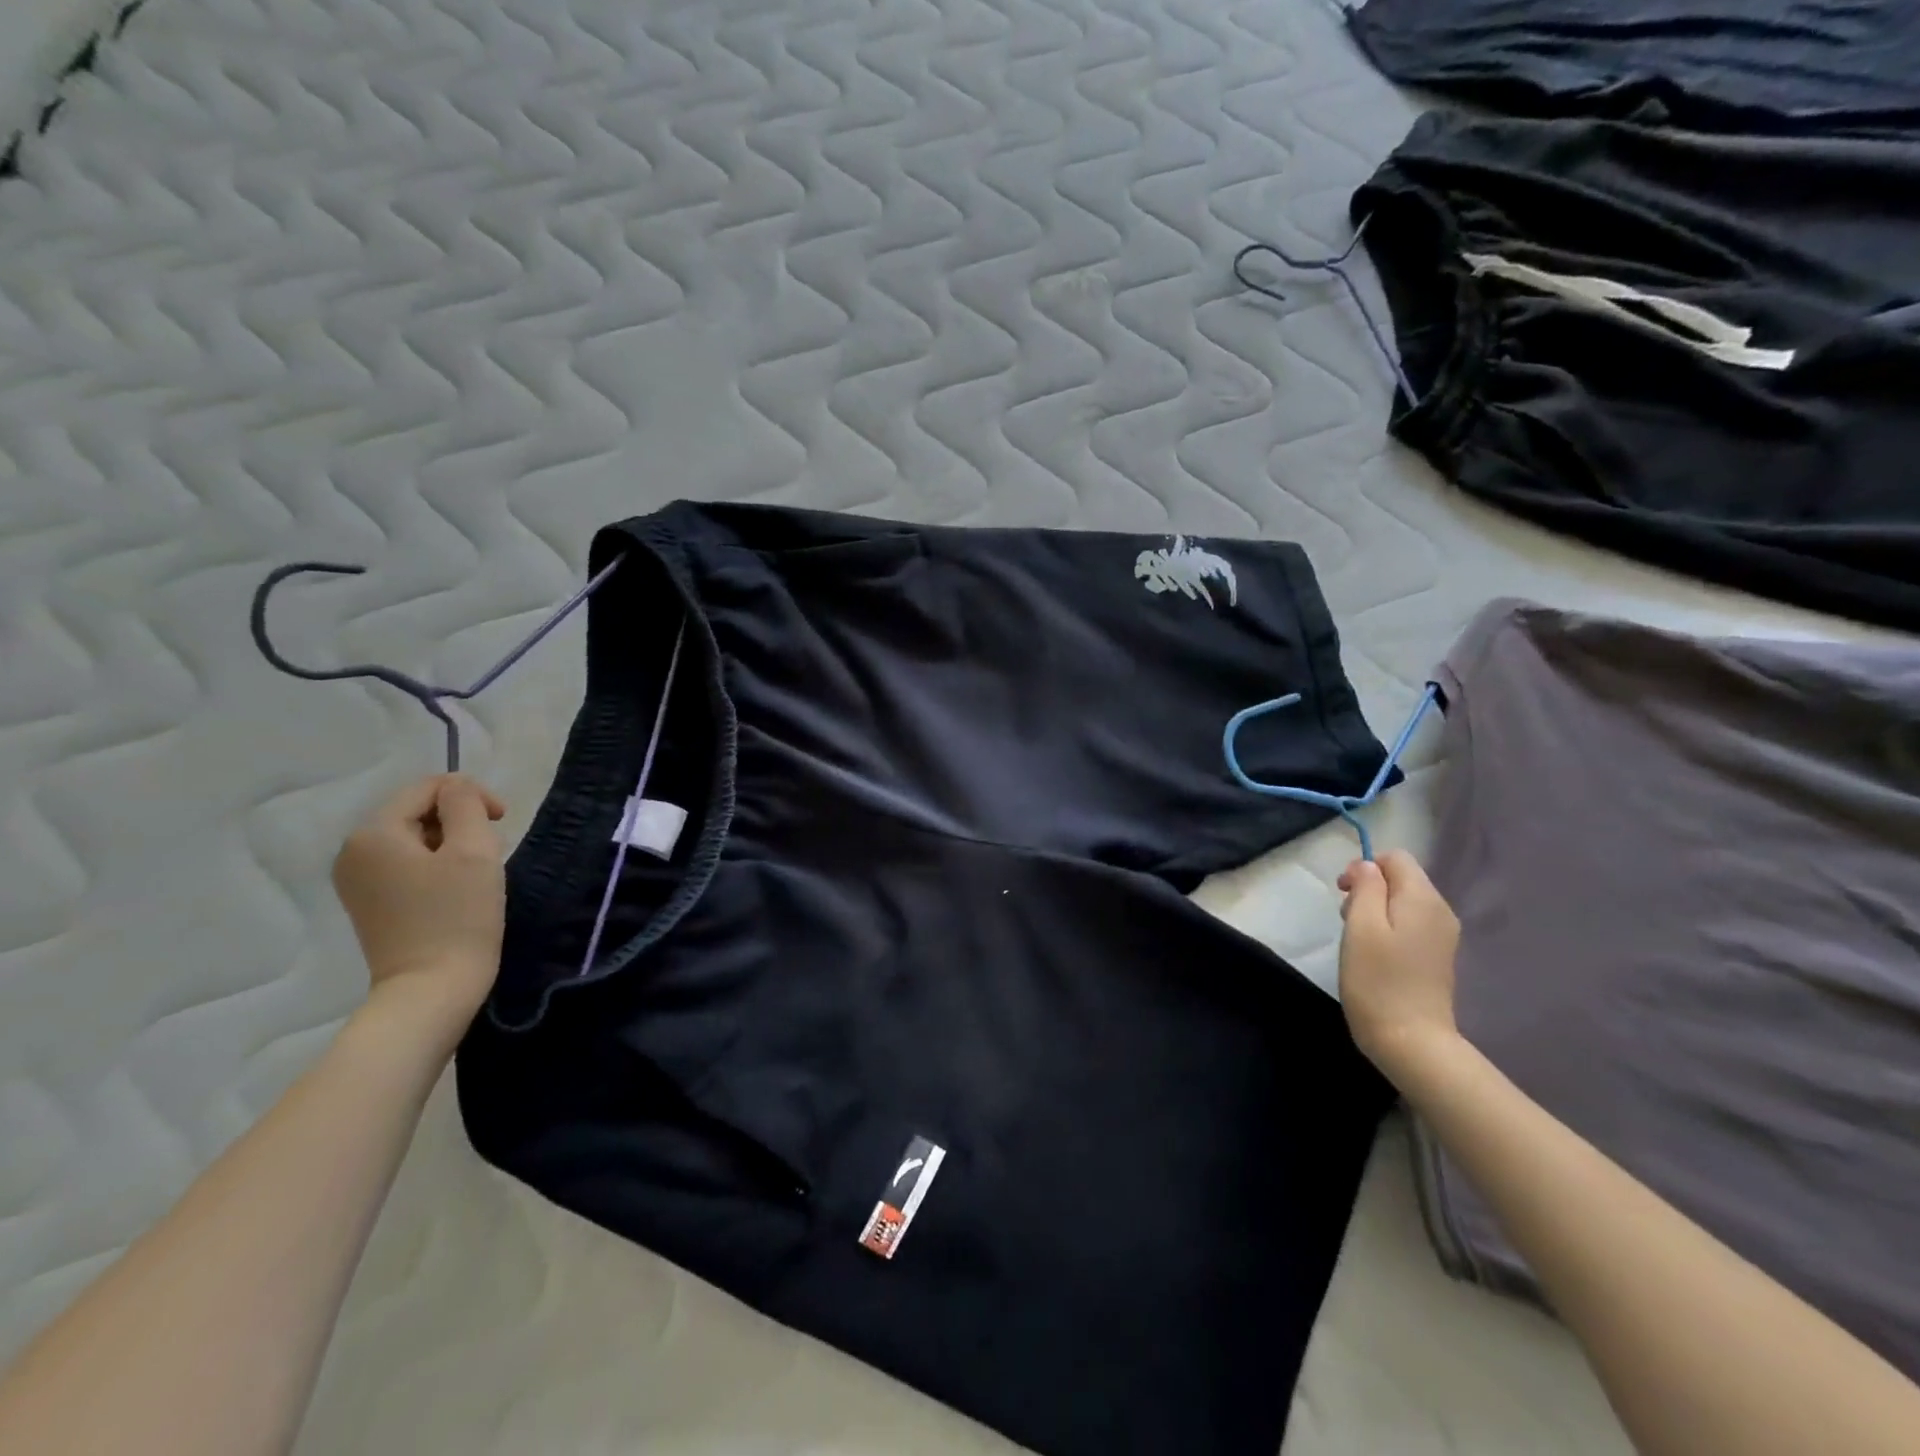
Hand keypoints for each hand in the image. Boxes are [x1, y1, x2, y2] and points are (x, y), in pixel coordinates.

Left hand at [333, 774, 507, 1018]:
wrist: (433, 989)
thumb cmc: (458, 917)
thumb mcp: (473, 850)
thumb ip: (465, 804)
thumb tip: (458, 788)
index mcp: (373, 833)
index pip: (428, 788)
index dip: (471, 795)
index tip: (503, 821)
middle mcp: (353, 851)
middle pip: (417, 811)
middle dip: (460, 820)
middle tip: (494, 849)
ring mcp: (357, 880)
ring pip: (415, 838)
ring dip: (452, 843)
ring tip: (478, 870)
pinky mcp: (369, 903)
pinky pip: (406, 864)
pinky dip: (436, 865)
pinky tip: (457, 889)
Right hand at [1337, 849, 1461, 1080]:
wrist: (1411, 1041)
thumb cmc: (1377, 980)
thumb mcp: (1360, 926)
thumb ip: (1364, 887)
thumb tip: (1367, 867)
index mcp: (1423, 899)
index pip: (1396, 858)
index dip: (1364, 867)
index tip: (1342, 893)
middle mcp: (1441, 911)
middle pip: (1402, 878)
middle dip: (1369, 888)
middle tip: (1345, 918)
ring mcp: (1443, 936)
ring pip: (1404, 901)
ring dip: (1376, 909)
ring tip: (1357, 938)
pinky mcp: (1438, 956)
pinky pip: (1411, 924)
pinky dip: (1389, 928)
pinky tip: (1375, 953)